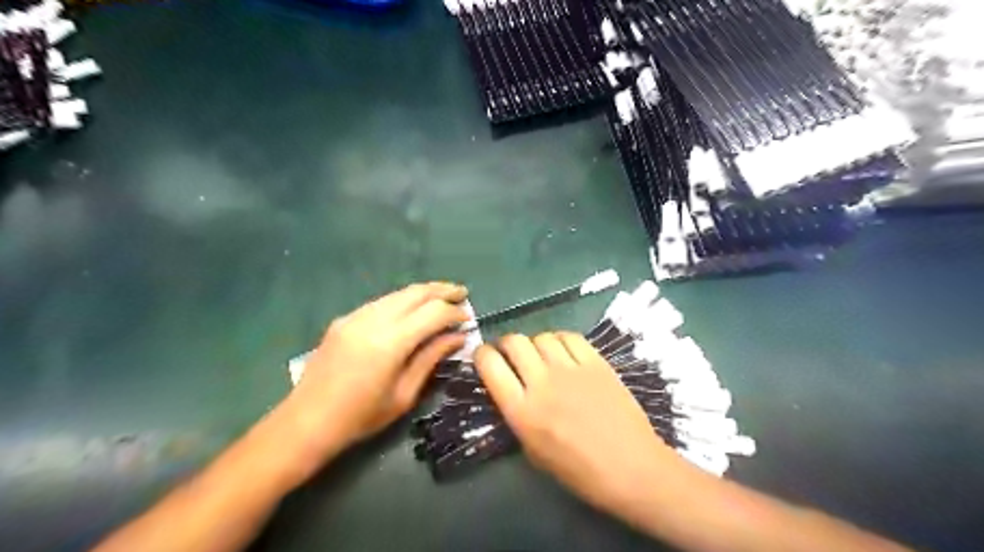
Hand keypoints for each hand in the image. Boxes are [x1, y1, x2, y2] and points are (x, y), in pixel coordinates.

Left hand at [281, 283, 472, 476]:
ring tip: (442, 297)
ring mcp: (356, 316)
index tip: (468, 319)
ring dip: (423, 293)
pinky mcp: (344, 319)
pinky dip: (402, 301)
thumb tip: (457, 337)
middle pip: (416, 293)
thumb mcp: (404, 394)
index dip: (454, 312)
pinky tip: (411, 311)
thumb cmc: (361, 417)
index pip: (433, 313)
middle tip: (462, 293)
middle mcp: (373, 320)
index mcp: (391, 342)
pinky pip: (380, 302)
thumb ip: (431, 359)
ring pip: (397, 293)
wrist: (307, 421)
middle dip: (442, 290)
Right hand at [475, 332, 676, 507]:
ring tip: (541, 355)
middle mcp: (542, 383)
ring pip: (541, 336)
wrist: (631, 468)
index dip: (481, 354)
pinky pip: (570, 337)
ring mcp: (571, 369)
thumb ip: (518, 416)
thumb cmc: (580, 472)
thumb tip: (512, 390)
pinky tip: (563, 352)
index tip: (484, 356)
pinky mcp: (596, 363)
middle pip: (514, 342)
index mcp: (522, 411)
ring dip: (535, 343)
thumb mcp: (534, 452)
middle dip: (506, 344)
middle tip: (511, 354)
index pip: (490, 365)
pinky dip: (560, 340)